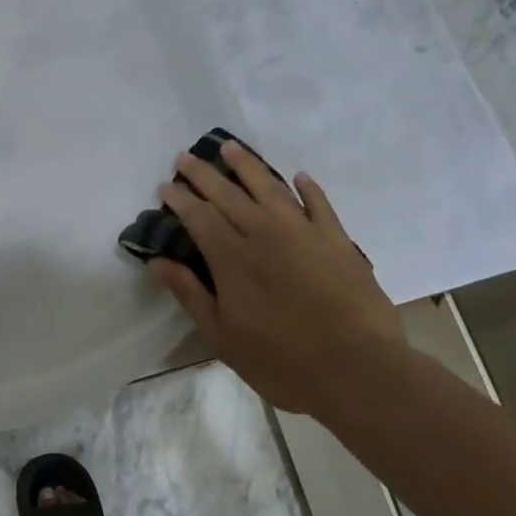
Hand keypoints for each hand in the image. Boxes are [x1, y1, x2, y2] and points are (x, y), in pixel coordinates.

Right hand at [150, 143, 402, 414]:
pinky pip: (320, 205)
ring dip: (248, 166)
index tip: (165, 186)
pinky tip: (300, 177)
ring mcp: (304, 233)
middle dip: (204, 174)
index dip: (180, 199)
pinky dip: (308, 189)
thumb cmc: (282, 361)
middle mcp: (264, 234)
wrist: (357, 368)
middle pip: (228, 194)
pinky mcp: (337, 241)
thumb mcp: (222, 337)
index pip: (199, 217)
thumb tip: (157, 262)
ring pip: (270, 188)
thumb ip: (190, 294)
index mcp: (232, 258)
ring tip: (231, 147)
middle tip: (185, 156)